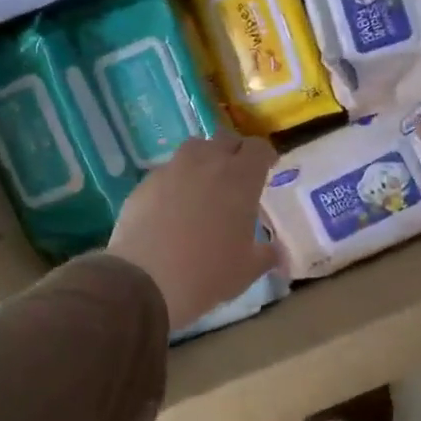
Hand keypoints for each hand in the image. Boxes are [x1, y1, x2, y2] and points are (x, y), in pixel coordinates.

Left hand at [107, 133, 279, 329]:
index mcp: (240, 178)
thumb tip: (275, 251)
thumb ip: (266, 254)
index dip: (264, 156)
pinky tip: (173, 205)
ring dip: (204, 159)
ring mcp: (172, 169)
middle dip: (234, 152)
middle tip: (237, 176)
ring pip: (193, 148)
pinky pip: (167, 171)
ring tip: (204, 184)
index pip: (258, 148)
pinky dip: (176, 180)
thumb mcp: (247, 270)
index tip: (267, 169)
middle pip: (225, 139)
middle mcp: (206, 163)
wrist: (145, 281)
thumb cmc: (208, 273)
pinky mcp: (145, 182)